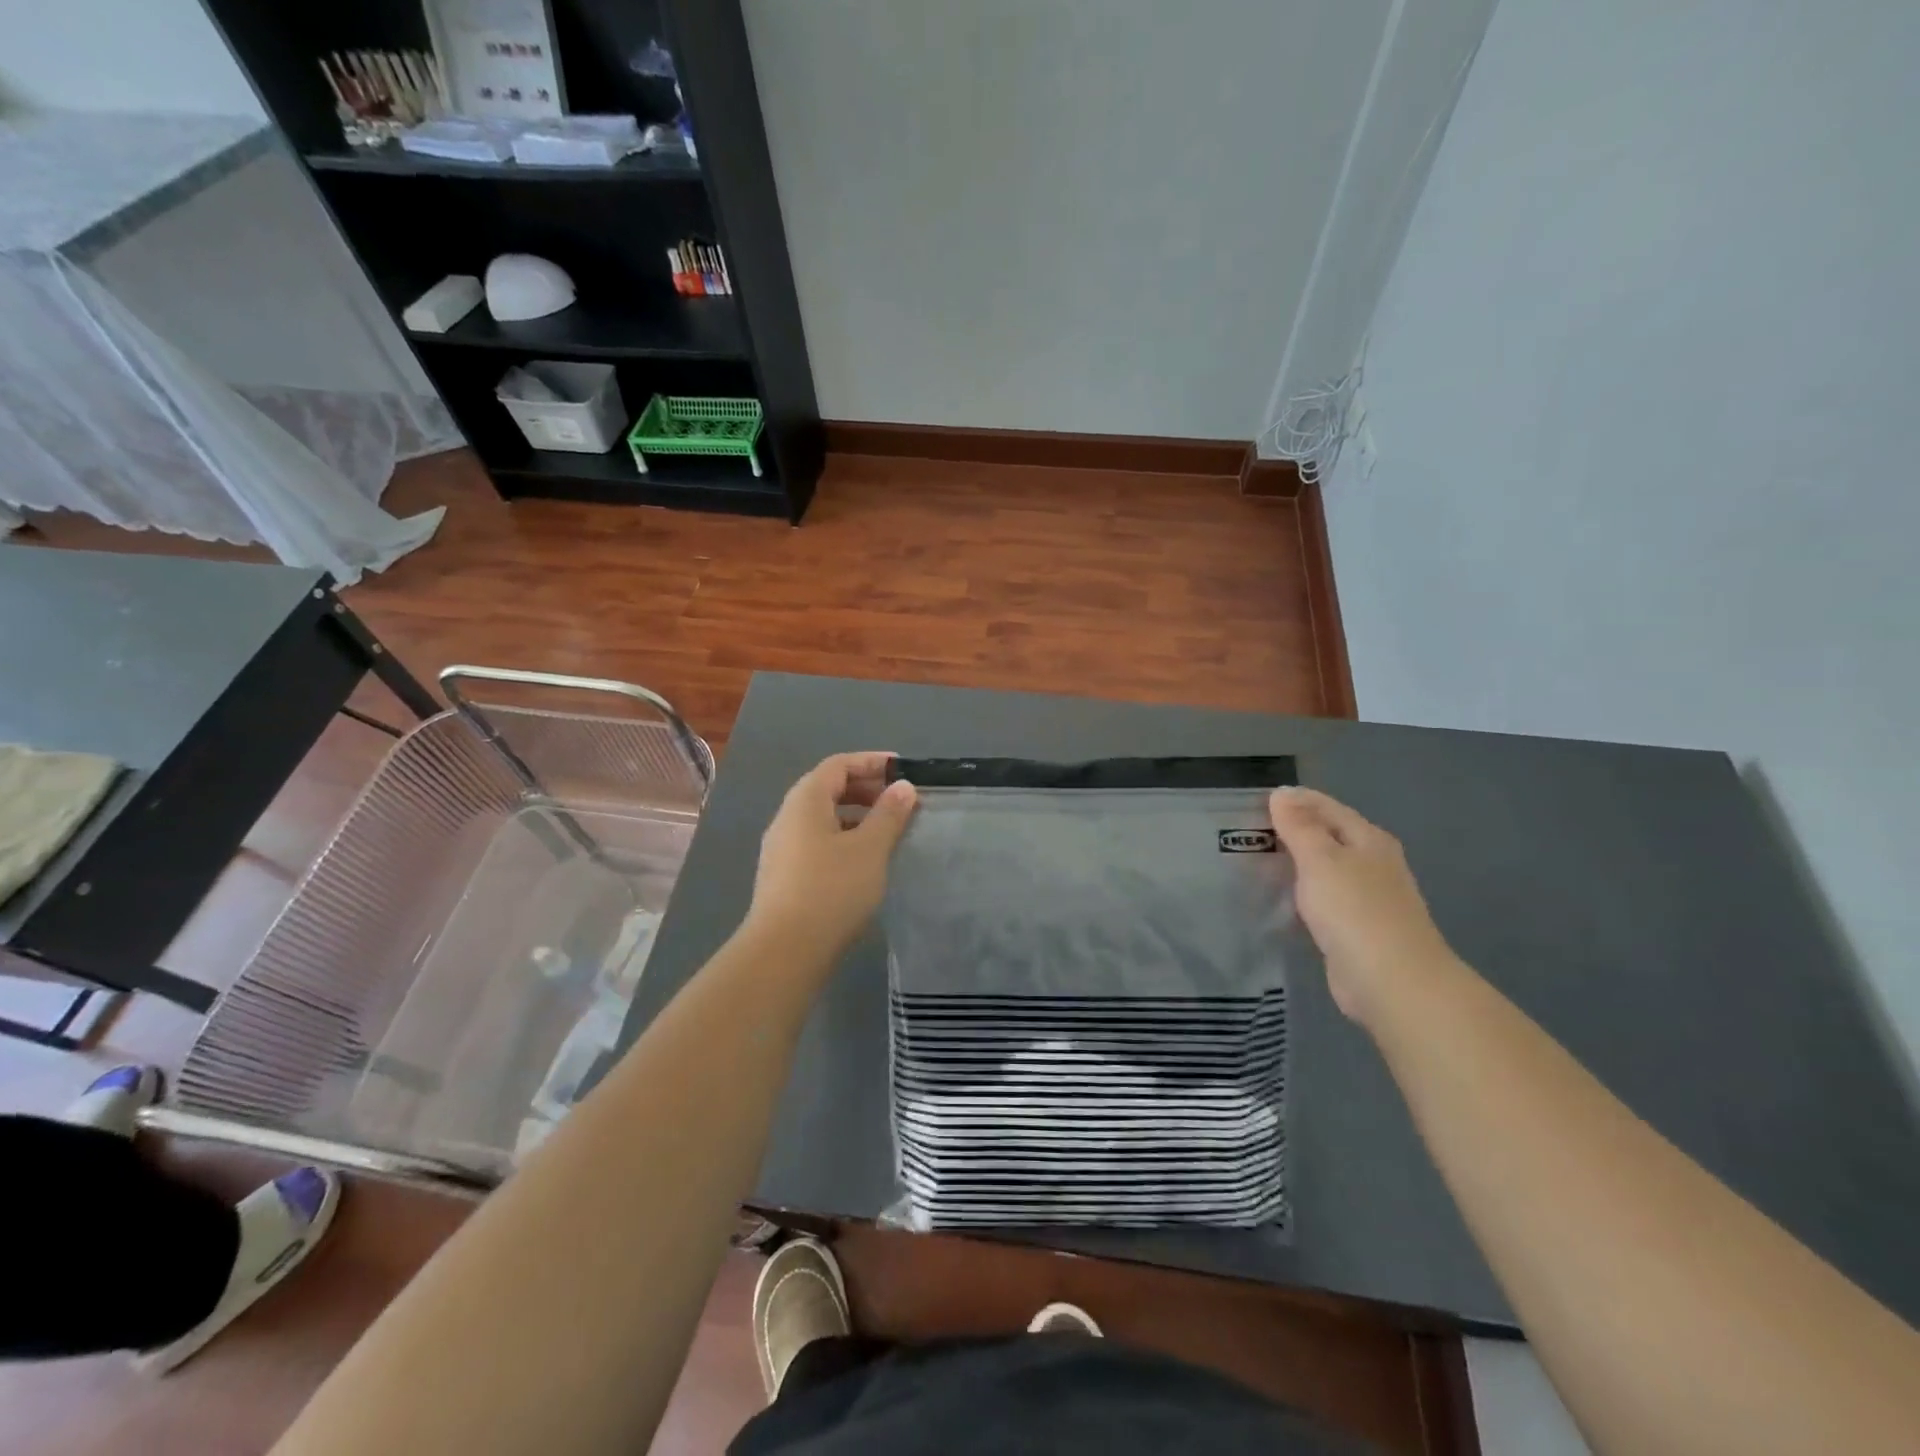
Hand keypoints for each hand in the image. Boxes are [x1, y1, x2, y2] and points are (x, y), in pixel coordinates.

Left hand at [743, 752, 917, 962]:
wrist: (784, 951)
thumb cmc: (832, 889)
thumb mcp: (870, 848)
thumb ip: (889, 814)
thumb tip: (903, 786)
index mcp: (806, 800)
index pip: (838, 765)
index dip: (871, 762)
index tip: (902, 769)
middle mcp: (788, 817)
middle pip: (828, 788)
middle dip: (865, 789)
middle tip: (899, 801)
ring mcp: (782, 848)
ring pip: (823, 818)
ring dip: (856, 816)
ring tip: (888, 831)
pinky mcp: (784, 875)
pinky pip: (818, 841)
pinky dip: (844, 838)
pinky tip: (864, 861)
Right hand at [1268, 787, 1458, 1026]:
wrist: (1393, 982)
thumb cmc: (1355, 911)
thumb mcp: (1321, 860)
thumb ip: (1299, 827)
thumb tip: (1282, 794)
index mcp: (1369, 840)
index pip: (1327, 807)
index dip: (1294, 800)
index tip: (1256, 801)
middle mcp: (1373, 864)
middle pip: (1329, 836)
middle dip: (1293, 830)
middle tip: (1249, 830)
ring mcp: (1368, 898)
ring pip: (1325, 869)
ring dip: (1296, 863)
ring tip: (1256, 861)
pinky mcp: (1357, 929)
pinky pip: (1323, 899)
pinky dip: (1302, 893)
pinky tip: (1280, 899)